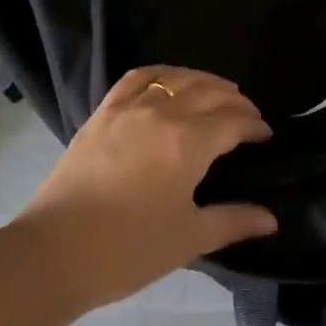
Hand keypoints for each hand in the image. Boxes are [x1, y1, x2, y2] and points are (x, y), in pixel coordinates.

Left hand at [11, 66, 278, 313]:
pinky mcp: (105, 111)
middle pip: (210, 92)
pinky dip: (162, 72)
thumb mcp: (187, 240)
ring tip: (217, 93)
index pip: (233, 121)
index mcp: (189, 142)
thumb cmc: (127, 250)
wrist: (54, 252)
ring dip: (204, 81)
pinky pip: (139, 76)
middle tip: (247, 116)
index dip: (254, 125)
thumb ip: (232, 222)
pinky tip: (169, 80)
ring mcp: (131, 106)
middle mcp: (164, 112)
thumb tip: (271, 219)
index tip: (265, 135)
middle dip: (235, 101)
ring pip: (178, 77)